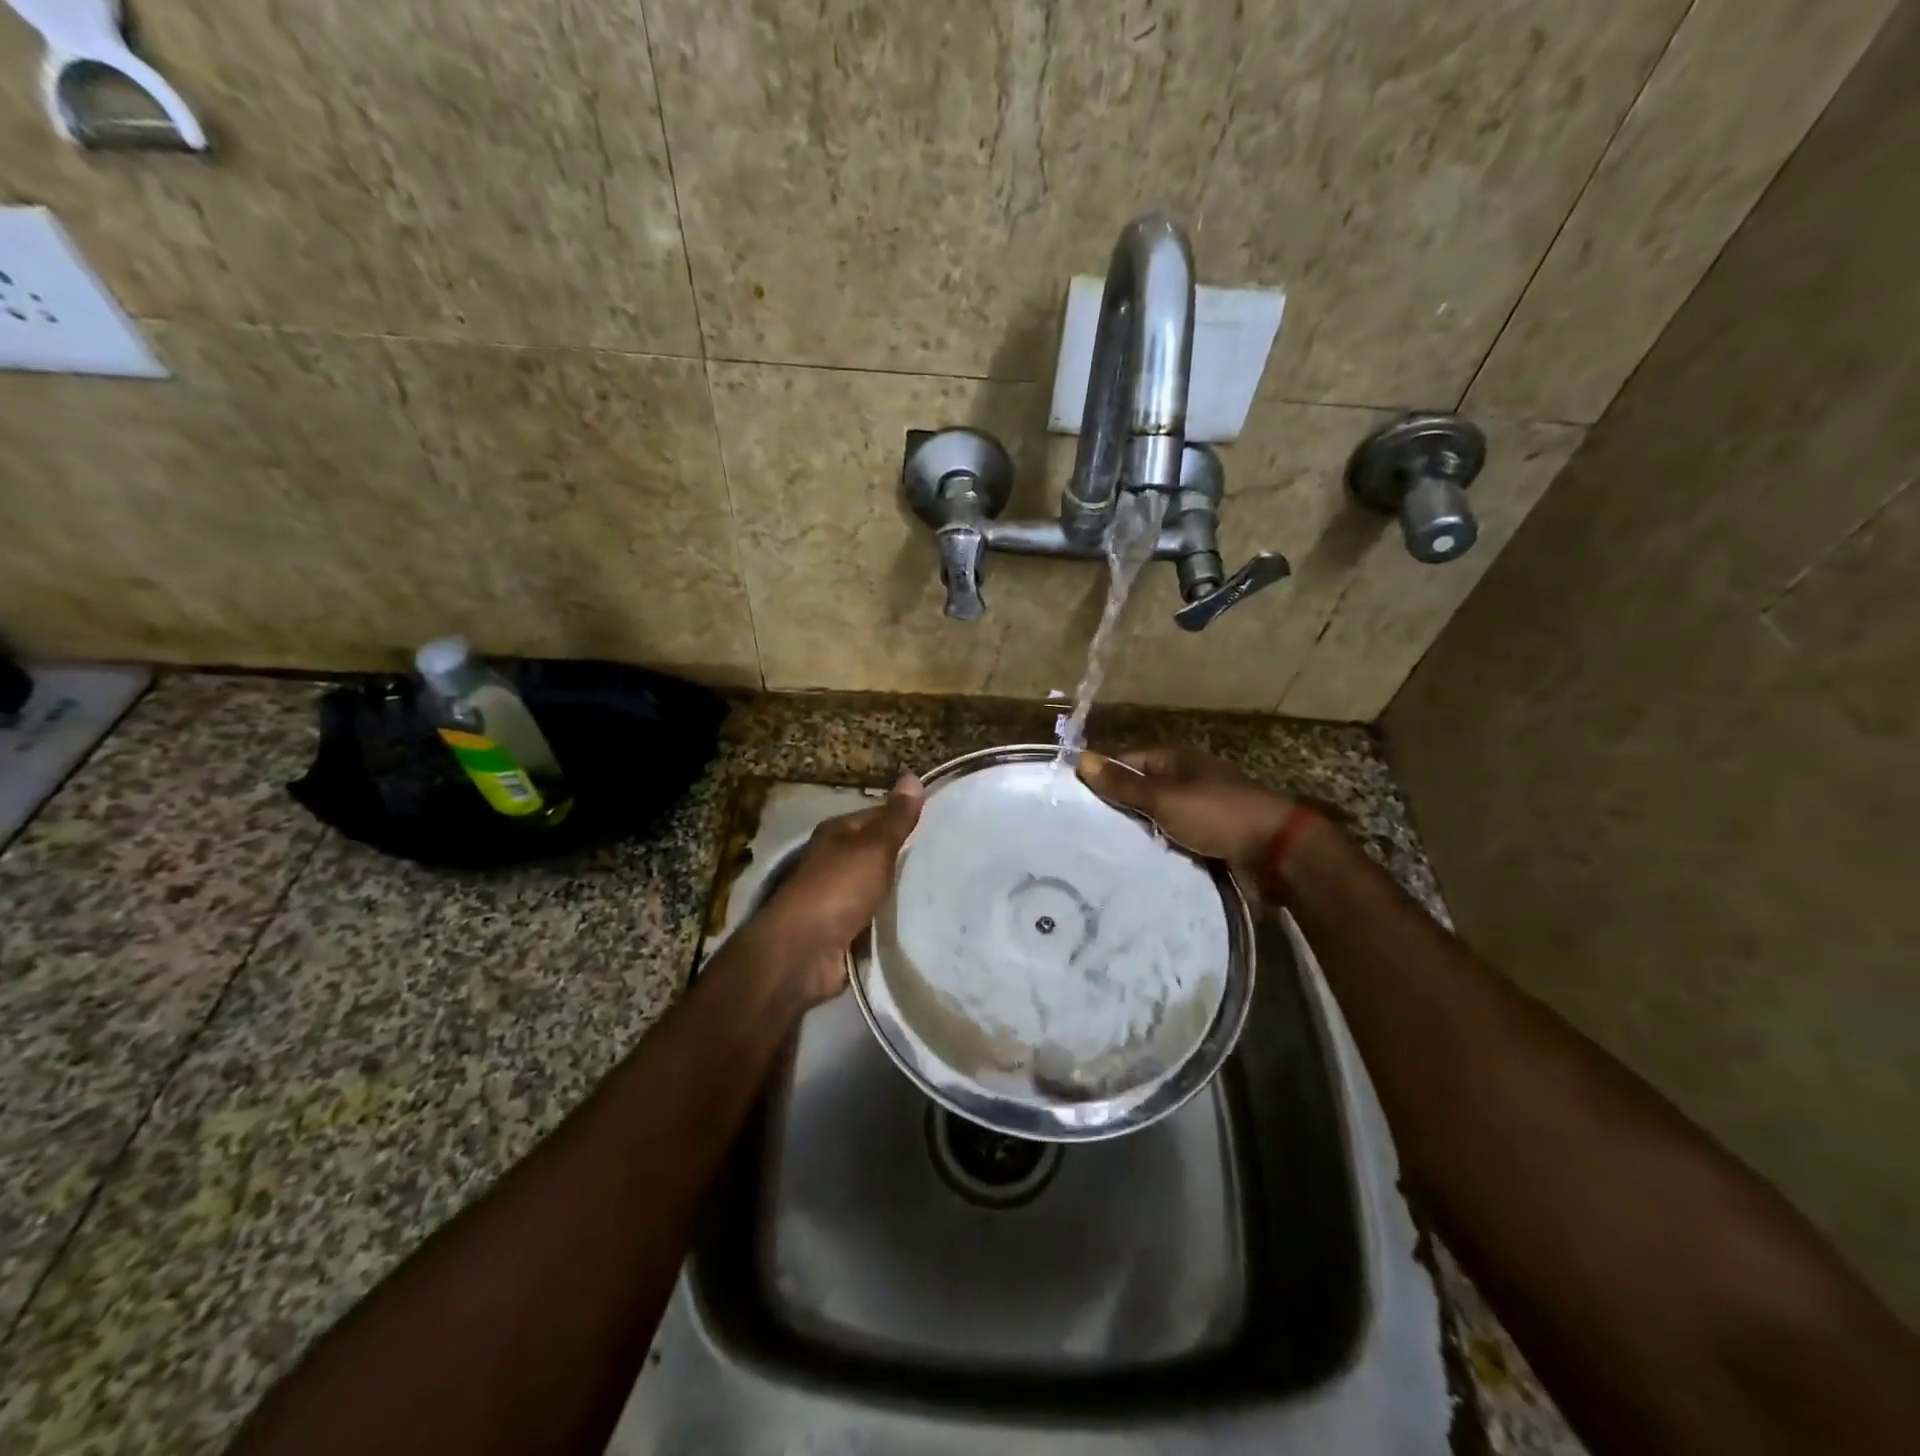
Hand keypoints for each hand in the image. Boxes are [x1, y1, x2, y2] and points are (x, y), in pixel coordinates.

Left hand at [755, 775, 924, 1003]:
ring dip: (902, 891)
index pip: (878, 816)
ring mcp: (838, 897)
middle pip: (878, 853)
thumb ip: (895, 818)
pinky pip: (876, 918)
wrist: (803, 952)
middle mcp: (835, 861)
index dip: (907, 818)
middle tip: (952, 859)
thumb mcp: (873, 847)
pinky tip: (922, 919)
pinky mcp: (844, 930)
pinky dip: (893, 919)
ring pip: (879, 887)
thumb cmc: (838, 889)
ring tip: (944, 890)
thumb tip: (912, 777)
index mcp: (838, 834)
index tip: (944, 826)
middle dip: (909, 857)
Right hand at [1077, 746, 1299, 896]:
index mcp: (1176, 760)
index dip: (1101, 777)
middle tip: (1080, 831)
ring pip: (1155, 819)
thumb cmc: (1217, 815)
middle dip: (1116, 809)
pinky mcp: (1209, 838)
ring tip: (1100, 851)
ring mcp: (1200, 810)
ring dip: (1136, 833)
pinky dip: (1157, 848)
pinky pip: (1173, 840)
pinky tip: (1134, 863)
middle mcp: (1186, 780)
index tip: (1073, 800)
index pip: (1127, 762)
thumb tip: (1081, 759)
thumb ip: (1123, 784)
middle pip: (1140, 791)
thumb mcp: (1164, 798)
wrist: (1276, 852)